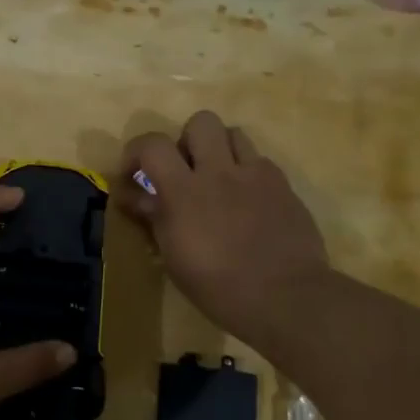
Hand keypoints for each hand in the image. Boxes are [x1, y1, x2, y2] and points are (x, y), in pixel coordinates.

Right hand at [117, 110, 332, 348]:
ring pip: (234, 133)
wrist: (286, 298)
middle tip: (185, 171)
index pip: (152, 144)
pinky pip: (260, 162)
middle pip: (201, 122)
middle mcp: (220, 172)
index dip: (136, 151)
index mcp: (184, 192)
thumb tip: (133, 196)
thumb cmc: (219, 288)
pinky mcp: (283, 186)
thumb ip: (154, 217)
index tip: (134, 174)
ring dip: (220, 150)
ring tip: (218, 180)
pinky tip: (248, 203)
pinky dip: (247, 174)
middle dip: (187, 140)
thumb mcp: (174, 258)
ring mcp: (256, 175)